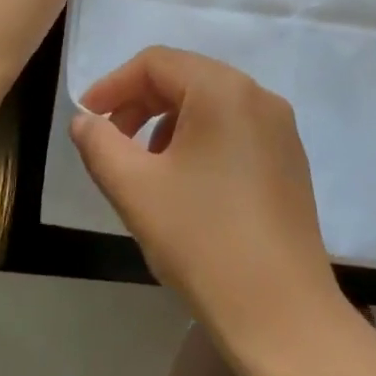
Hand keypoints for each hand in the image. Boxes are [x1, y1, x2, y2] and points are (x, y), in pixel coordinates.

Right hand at [71, 47, 341, 347]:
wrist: (281, 312)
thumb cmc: (203, 241)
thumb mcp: (136, 189)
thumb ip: (101, 145)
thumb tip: (85, 121)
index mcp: (224, 89)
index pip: (157, 63)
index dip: (114, 85)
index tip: (87, 120)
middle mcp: (259, 95)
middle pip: (186, 78)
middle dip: (141, 105)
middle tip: (110, 145)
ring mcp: (281, 128)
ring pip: (211, 105)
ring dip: (169, 124)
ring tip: (147, 171)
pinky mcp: (290, 159)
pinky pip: (235, 130)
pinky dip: (201, 141)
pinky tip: (187, 186)